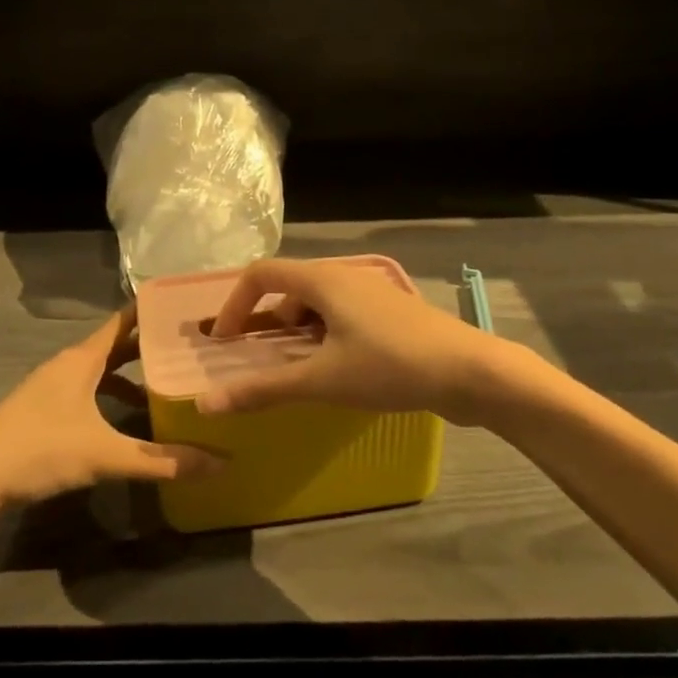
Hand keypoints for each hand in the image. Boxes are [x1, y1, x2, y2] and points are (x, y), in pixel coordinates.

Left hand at [0, 312, 221, 509]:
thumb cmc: (41, 451)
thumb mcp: (105, 455)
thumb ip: (161, 460)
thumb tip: (219, 462)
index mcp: (82, 359)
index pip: (123, 321)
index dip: (150, 311)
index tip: (183, 304)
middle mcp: (67, 364)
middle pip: (114, 346)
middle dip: (147, 346)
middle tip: (187, 347)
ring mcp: (51, 386)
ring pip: (99, 371)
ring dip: (128, 377)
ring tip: (163, 387)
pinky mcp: (42, 409)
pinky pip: (86, 390)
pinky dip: (108, 397)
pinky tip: (122, 422)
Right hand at [197, 258, 518, 424]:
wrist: (471, 371)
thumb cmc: (391, 367)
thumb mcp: (323, 380)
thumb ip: (264, 389)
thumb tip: (207, 404)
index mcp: (322, 279)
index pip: (260, 274)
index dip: (234, 304)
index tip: (224, 342)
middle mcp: (343, 276)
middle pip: (287, 286)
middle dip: (264, 320)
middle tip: (253, 358)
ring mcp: (370, 292)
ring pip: (315, 302)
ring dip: (294, 331)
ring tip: (293, 369)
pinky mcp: (389, 312)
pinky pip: (339, 314)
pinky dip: (321, 335)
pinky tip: (332, 369)